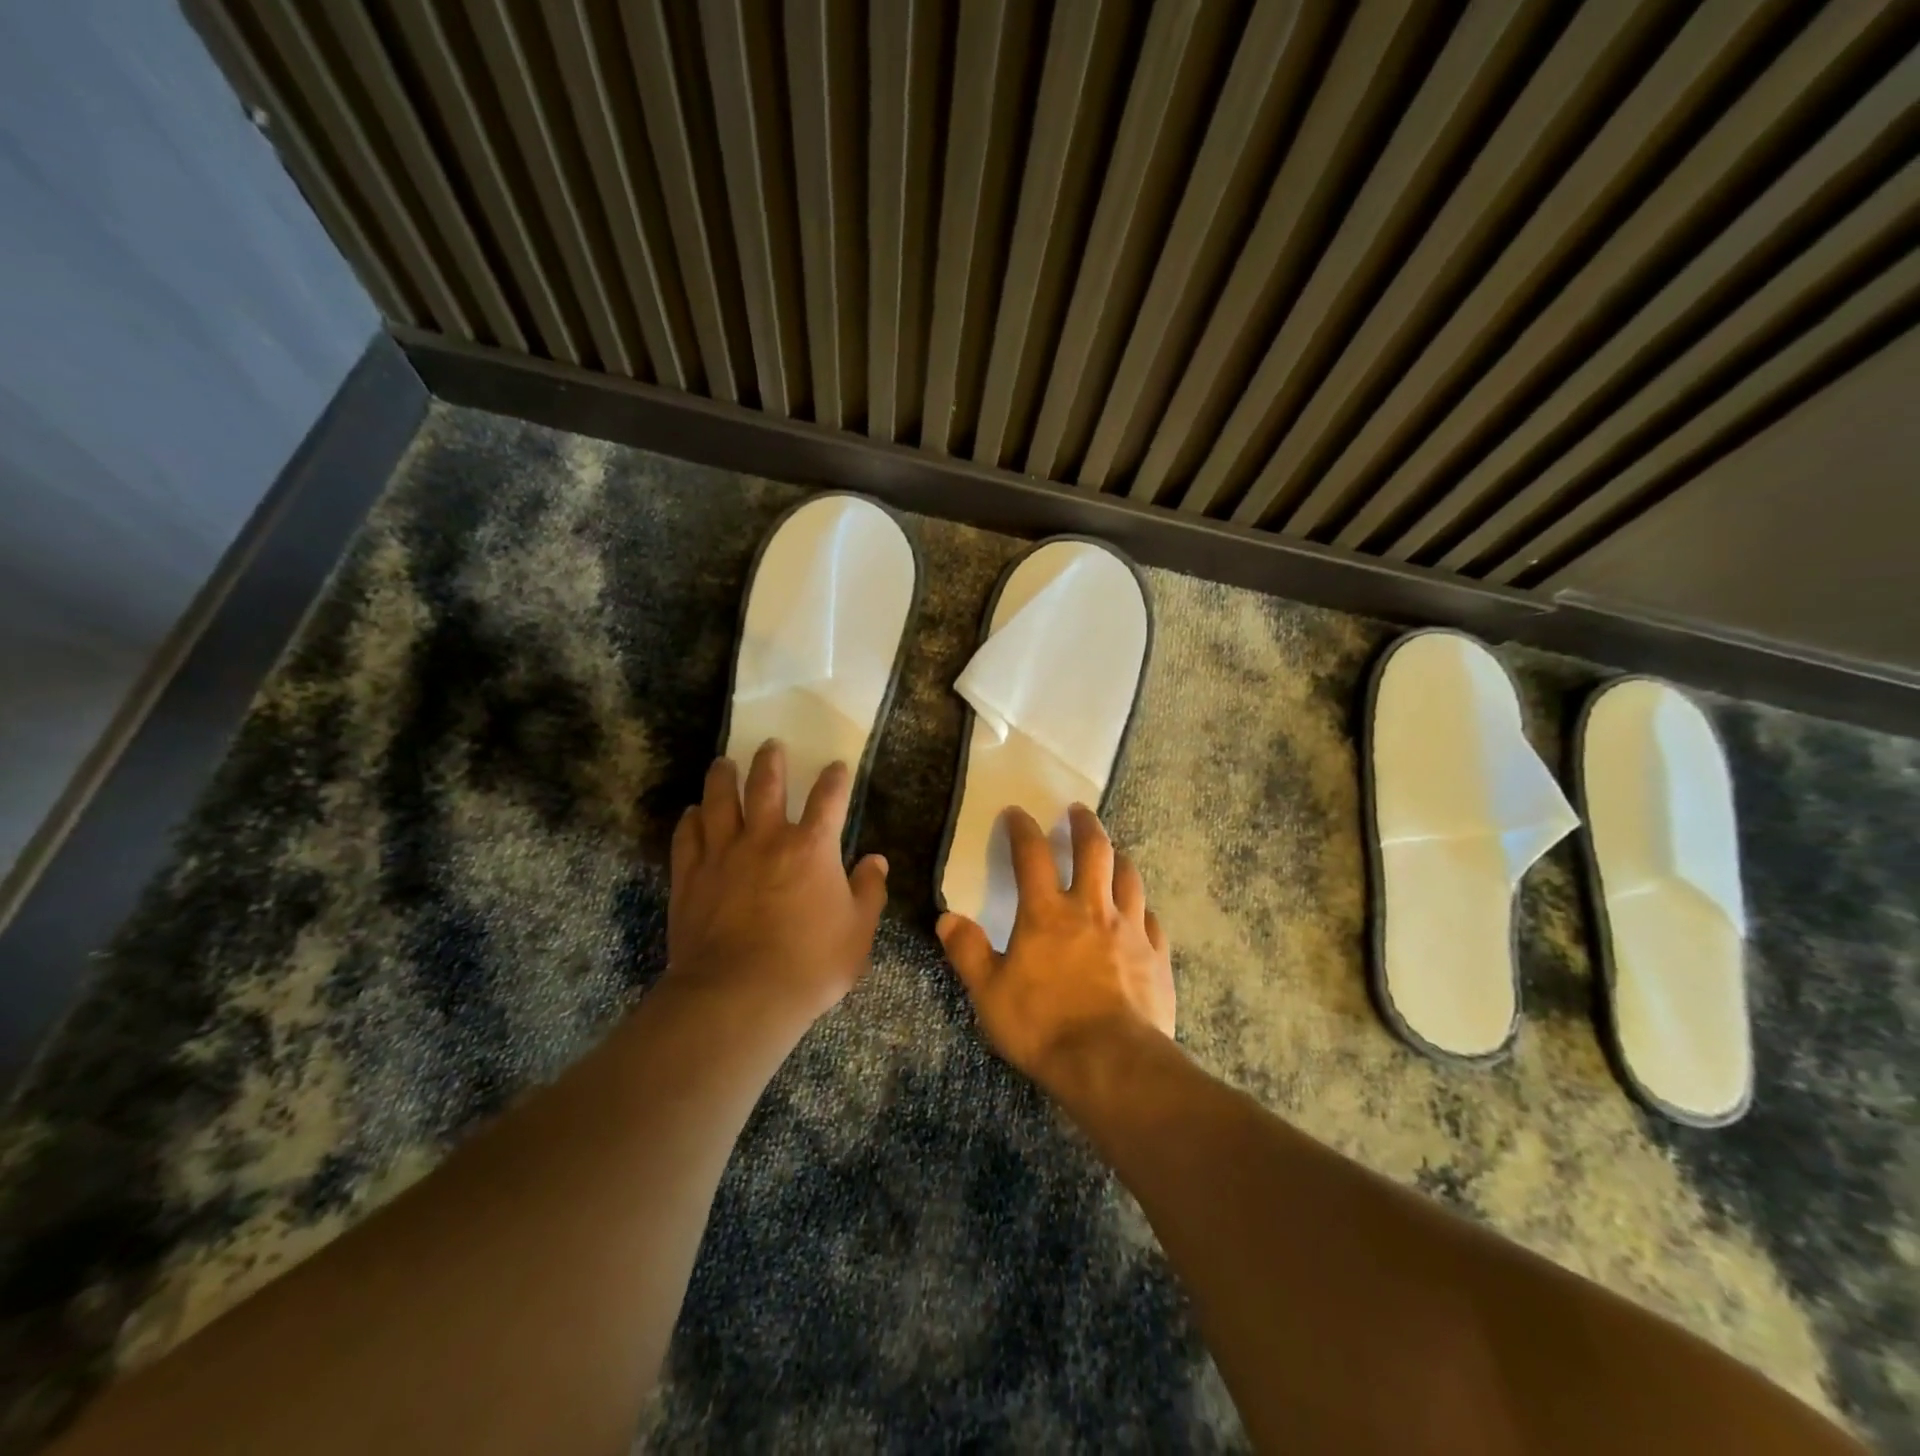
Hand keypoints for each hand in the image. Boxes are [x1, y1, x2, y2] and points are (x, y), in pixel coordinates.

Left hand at [667, 740, 889, 1023]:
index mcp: (812, 847)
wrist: (739, 995)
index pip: (828, 799)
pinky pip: (687, 837)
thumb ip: (869, 892)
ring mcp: (723, 854)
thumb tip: (876, 861)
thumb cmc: (810, 965)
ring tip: (723, 762)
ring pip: (720, 801)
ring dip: (723, 777)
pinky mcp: (690, 876)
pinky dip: (690, 820)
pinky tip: (692, 812)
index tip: (836, 766)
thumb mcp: (858, 933)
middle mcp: (766, 838)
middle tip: (771, 745)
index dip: (834, 779)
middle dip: (771, 761)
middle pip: (766, 785)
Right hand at [937, 804, 1175, 1095]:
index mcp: (1046, 913)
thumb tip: (947, 919)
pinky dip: (1142, 908)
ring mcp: (1130, 929)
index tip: (1016, 812)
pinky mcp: (1156, 955)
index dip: (1022, 829)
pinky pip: (1151, 919)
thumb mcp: (989, 993)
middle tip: (1079, 810)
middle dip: (1084, 824)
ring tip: (1113, 852)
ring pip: (1129, 877)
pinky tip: (1140, 913)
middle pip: (1093, 850)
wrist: (1112, 1064)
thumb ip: (968, 952)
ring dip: (1118, 858)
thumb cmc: (1043, 1026)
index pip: (1031, 855)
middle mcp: (1091, 909)